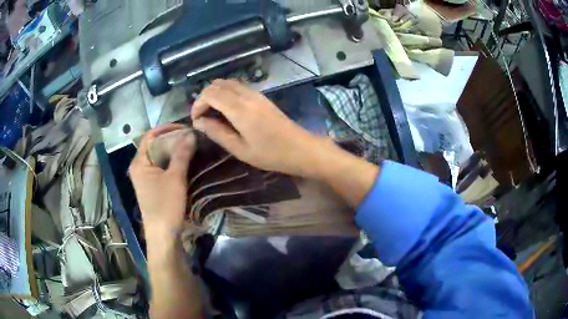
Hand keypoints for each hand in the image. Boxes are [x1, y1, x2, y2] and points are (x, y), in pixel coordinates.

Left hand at [129, 124, 195, 239]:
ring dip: (174, 151)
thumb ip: (182, 154)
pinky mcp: (153, 187)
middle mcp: (139, 168)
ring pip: (159, 158)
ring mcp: (146, 178)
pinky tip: (186, 163)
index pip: (150, 136)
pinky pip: (162, 168)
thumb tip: (191, 133)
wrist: (163, 235)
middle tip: (191, 137)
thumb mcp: (175, 178)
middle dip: (172, 139)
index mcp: (139, 162)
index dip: (166, 128)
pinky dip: (173, 163)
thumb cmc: (165, 206)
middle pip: (154, 146)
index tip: (185, 127)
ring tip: (191, 147)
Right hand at [191, 79, 325, 177]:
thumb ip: (217, 132)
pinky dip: (226, 93)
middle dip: (204, 97)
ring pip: (228, 83)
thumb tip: (198, 122)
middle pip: (217, 84)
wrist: (301, 149)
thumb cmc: (270, 154)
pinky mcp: (262, 96)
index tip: (195, 121)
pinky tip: (227, 110)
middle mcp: (247, 95)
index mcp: (240, 109)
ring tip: (213, 114)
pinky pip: (238, 87)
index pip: (210, 93)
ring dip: (215, 94)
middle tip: (202, 117)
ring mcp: (256, 93)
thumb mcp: (240, 149)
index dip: (197, 104)